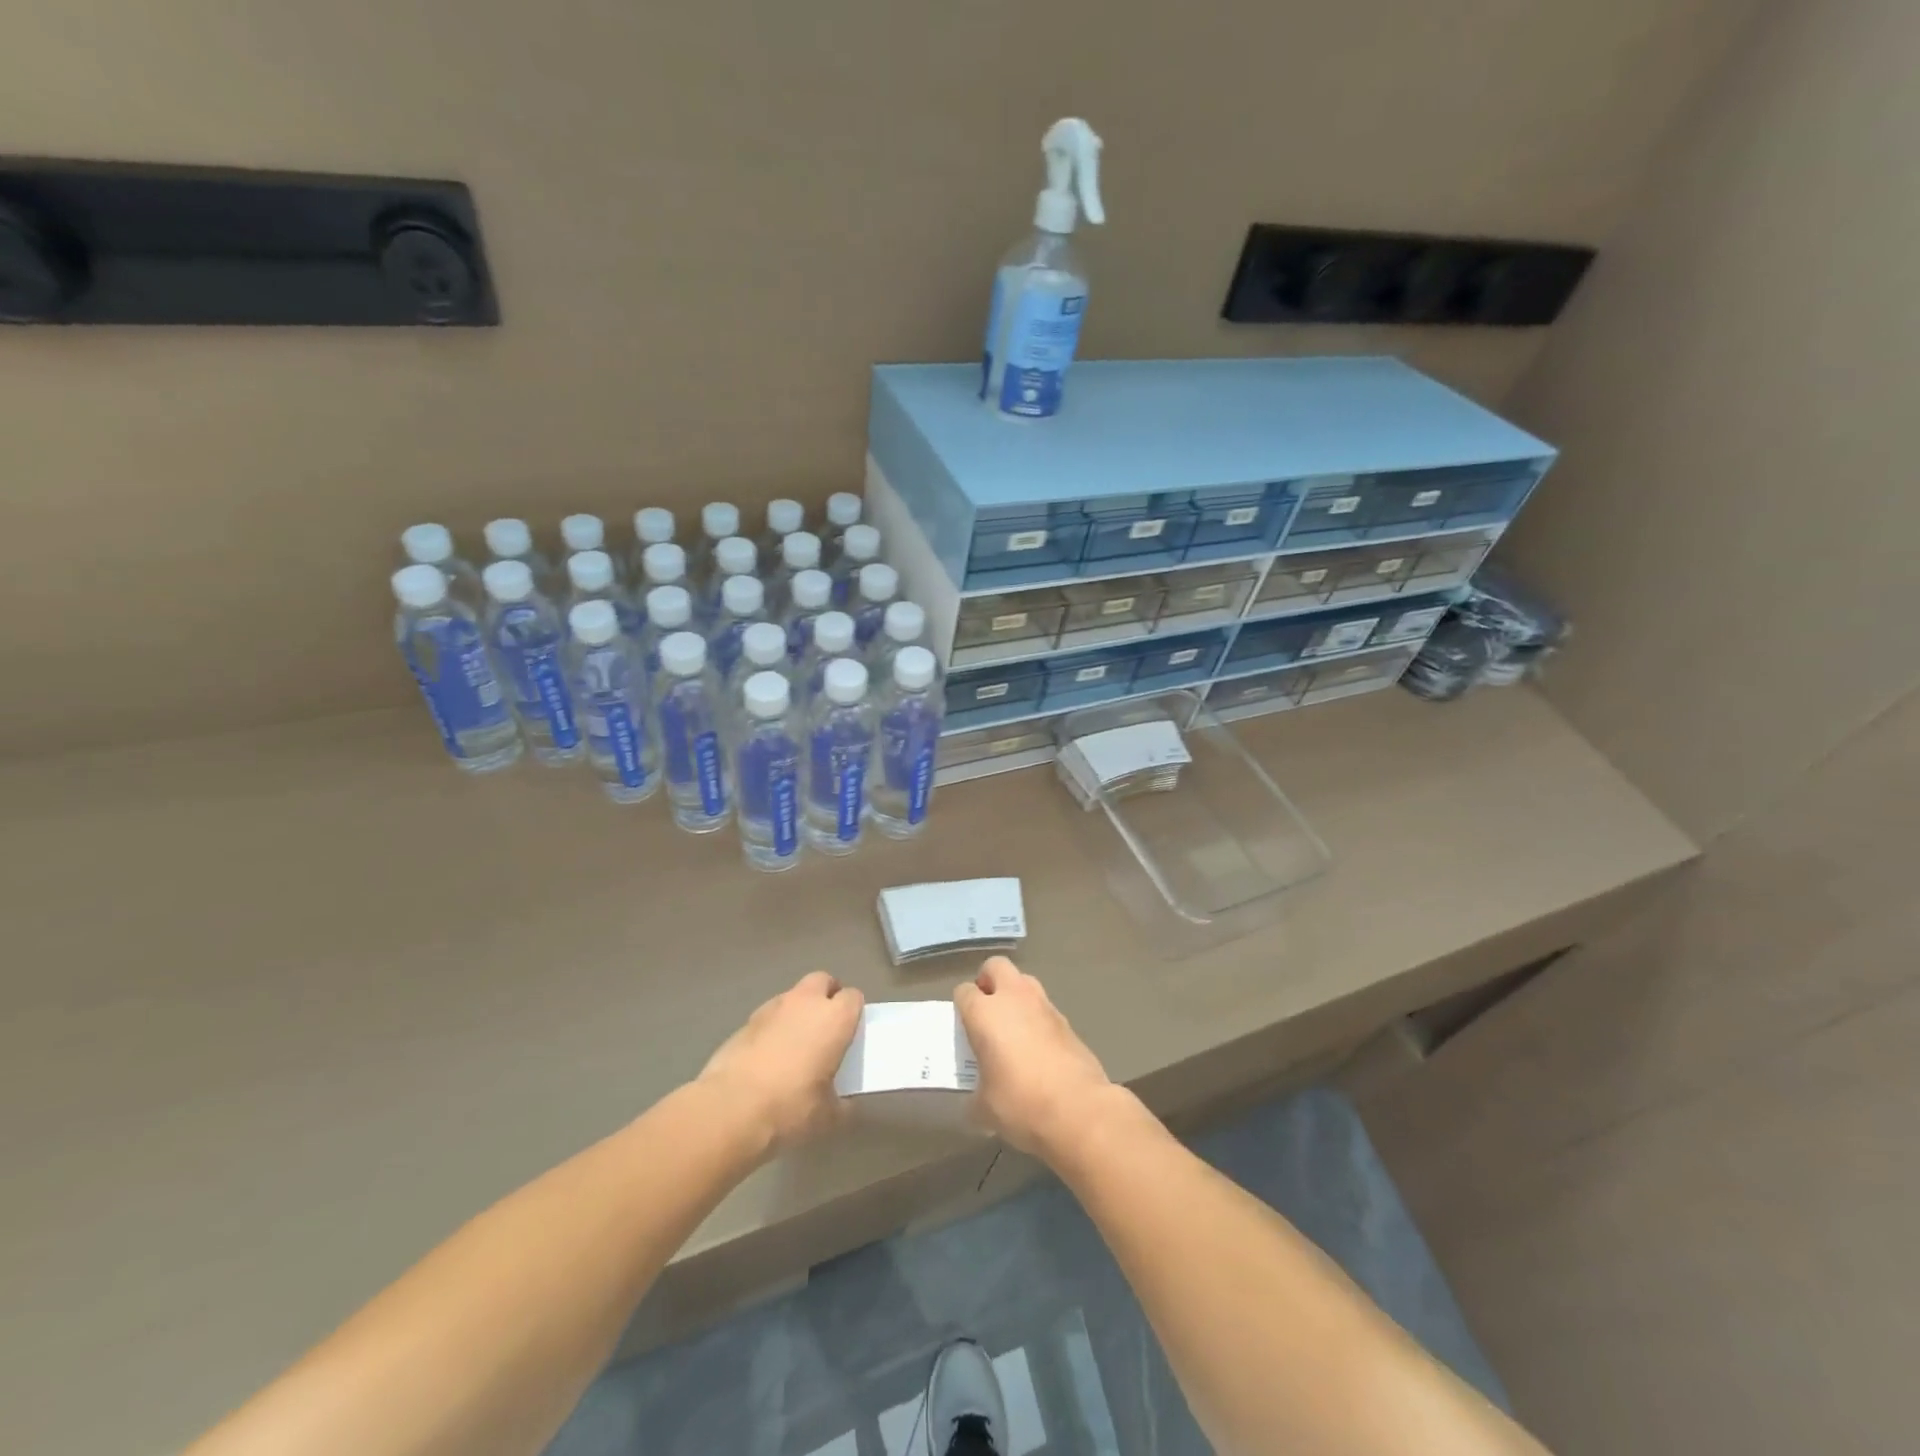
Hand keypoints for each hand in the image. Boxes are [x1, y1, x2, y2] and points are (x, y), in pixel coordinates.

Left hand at [698, 971, 863, 1153]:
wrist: (730, 1108)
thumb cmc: (790, 1107)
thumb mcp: (827, 1116)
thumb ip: (842, 1104)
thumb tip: (845, 1104)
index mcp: (834, 1018)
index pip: (853, 997)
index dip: (853, 1012)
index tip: (850, 1033)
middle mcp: (806, 1002)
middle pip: (822, 981)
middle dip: (826, 996)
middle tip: (825, 1027)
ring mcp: (772, 1008)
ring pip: (793, 996)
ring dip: (798, 1011)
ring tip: (794, 1043)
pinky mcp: (745, 1021)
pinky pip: (768, 1016)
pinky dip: (773, 1027)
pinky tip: (768, 1056)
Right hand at [954, 957, 1116, 1158]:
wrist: (1079, 1110)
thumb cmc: (1021, 1104)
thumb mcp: (985, 1108)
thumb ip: (975, 1096)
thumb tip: (976, 1100)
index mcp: (985, 1013)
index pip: (964, 991)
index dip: (961, 1006)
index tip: (963, 1027)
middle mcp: (1013, 998)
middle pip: (996, 966)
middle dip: (988, 981)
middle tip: (986, 1010)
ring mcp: (1044, 1006)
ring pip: (1024, 981)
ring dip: (1015, 995)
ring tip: (1012, 1027)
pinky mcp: (1067, 1020)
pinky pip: (1044, 1007)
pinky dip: (1036, 1017)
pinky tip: (1037, 1046)